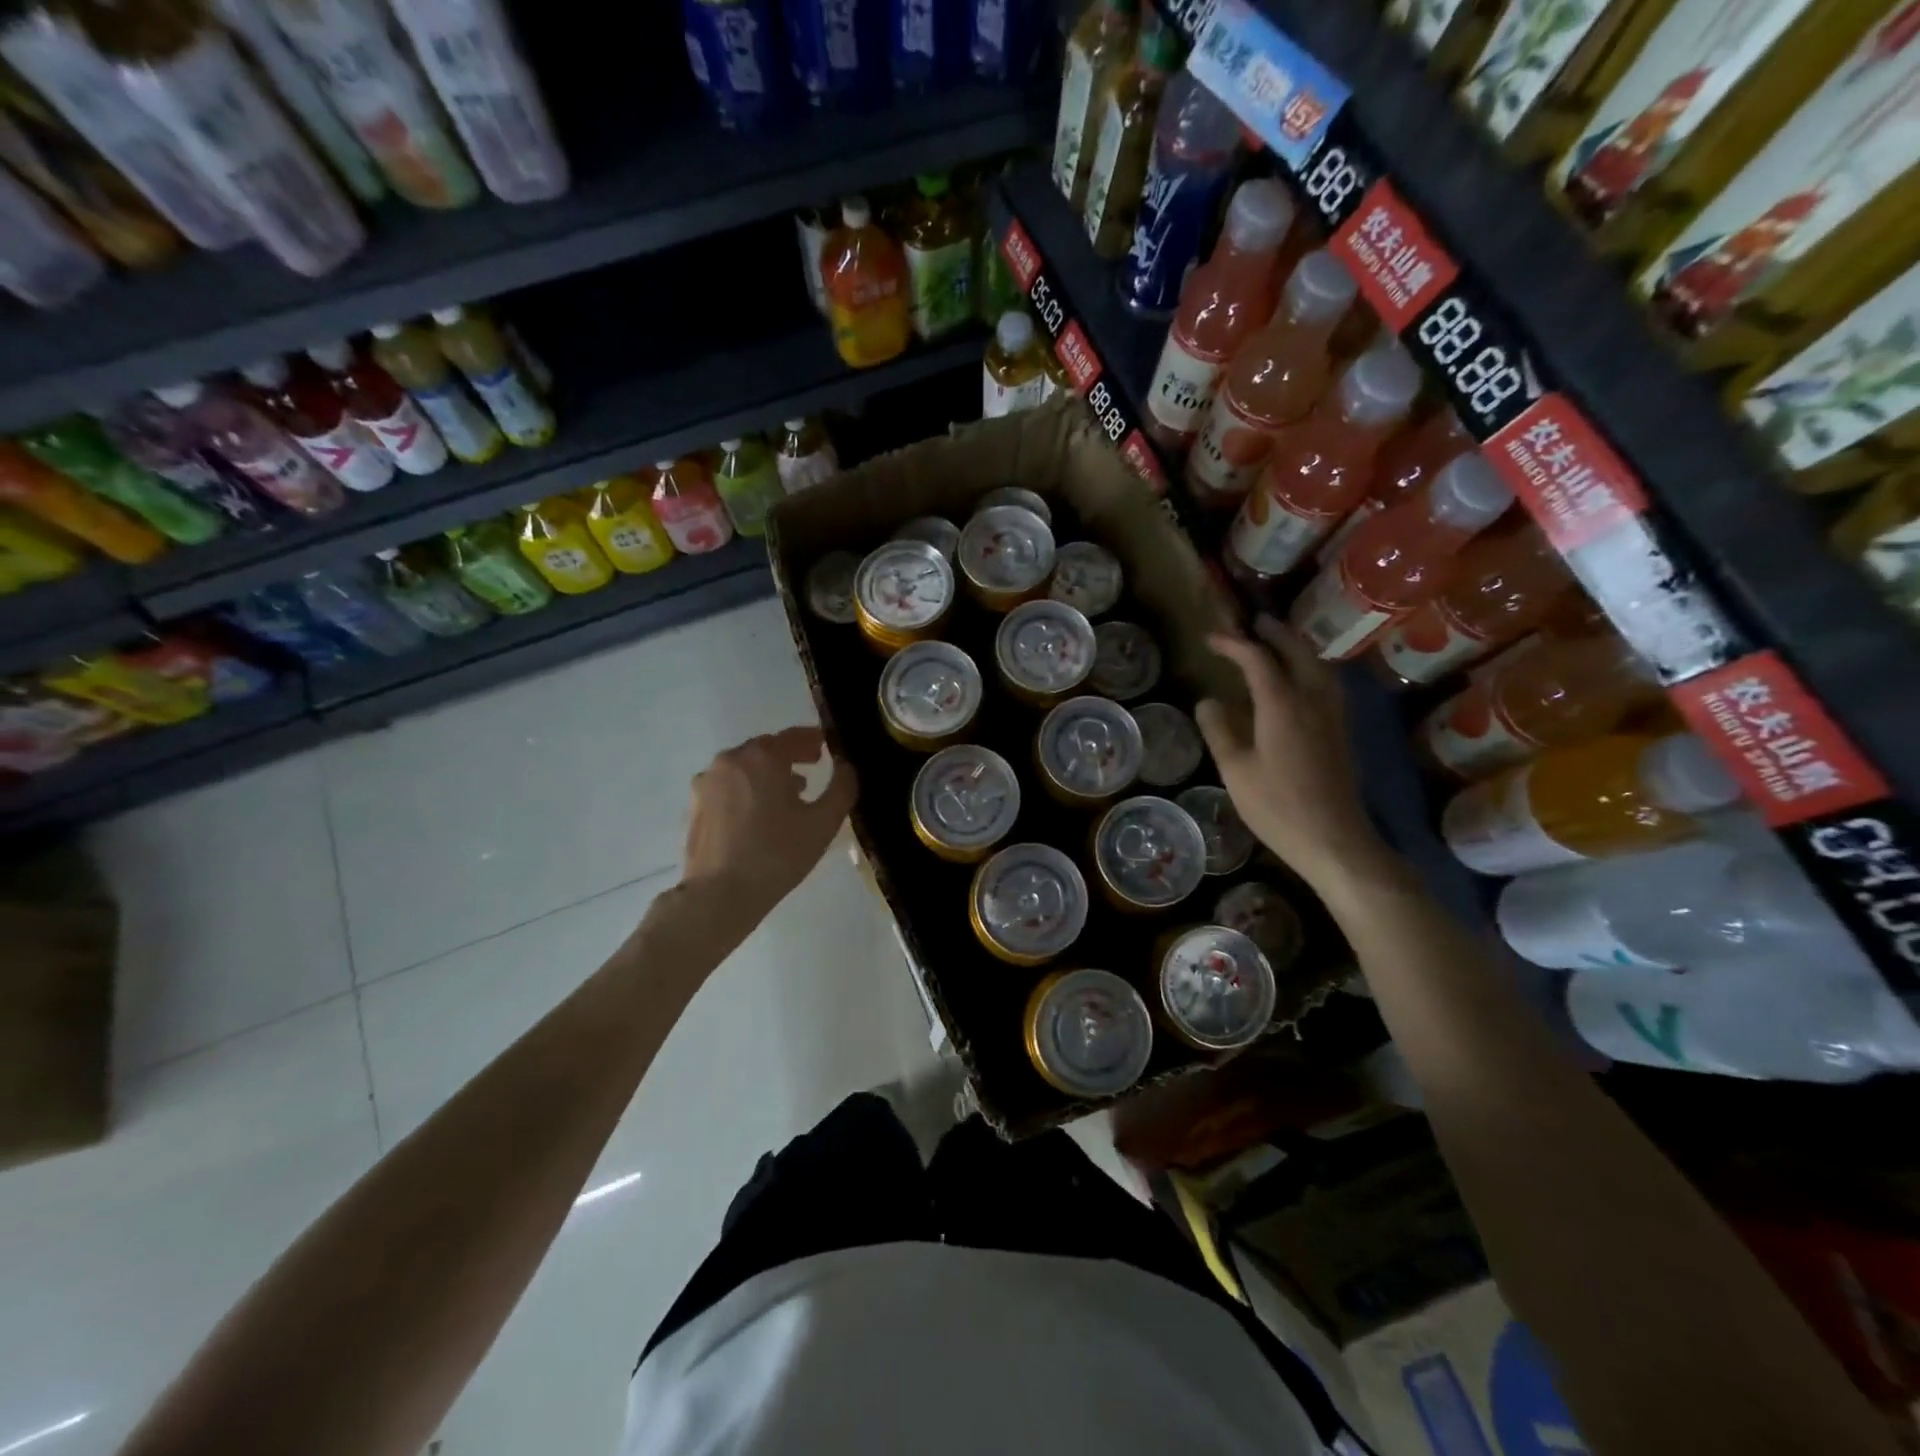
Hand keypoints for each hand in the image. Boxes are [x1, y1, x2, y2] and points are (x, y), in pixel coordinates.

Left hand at [681, 727, 857, 919]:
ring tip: (788, 795)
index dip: (813, 739)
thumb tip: (846, 765)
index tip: (828, 746)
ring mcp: (707, 781)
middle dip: (790, 755)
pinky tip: (759, 814)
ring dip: (767, 773)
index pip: (793, 737)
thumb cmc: (777, 855)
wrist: (720, 894)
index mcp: (762, 757)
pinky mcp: (695, 804)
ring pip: (744, 767)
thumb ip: (842, 787)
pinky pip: (728, 786)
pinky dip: (747, 789)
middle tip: (812, 767)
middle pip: (766, 749)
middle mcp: (731, 760)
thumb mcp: (823, 822)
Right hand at [1195, 615, 1388, 889]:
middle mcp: (1313, 701)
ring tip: (1280, 645)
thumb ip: (1220, 731)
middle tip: (1255, 623)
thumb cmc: (1277, 806)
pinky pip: (1327, 685)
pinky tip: (1302, 682)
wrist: (1334, 840)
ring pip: (1320, 666)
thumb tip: (1208, 701)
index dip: (1234, 644)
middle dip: (1276, 634)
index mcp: (1283, 705)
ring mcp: (1333, 717)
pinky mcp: (1341, 733)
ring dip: (1299, 648)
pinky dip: (1311, 669)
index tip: (1211, 639)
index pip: (1258, 660)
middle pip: (1299, 653)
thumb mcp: (1235, 770)